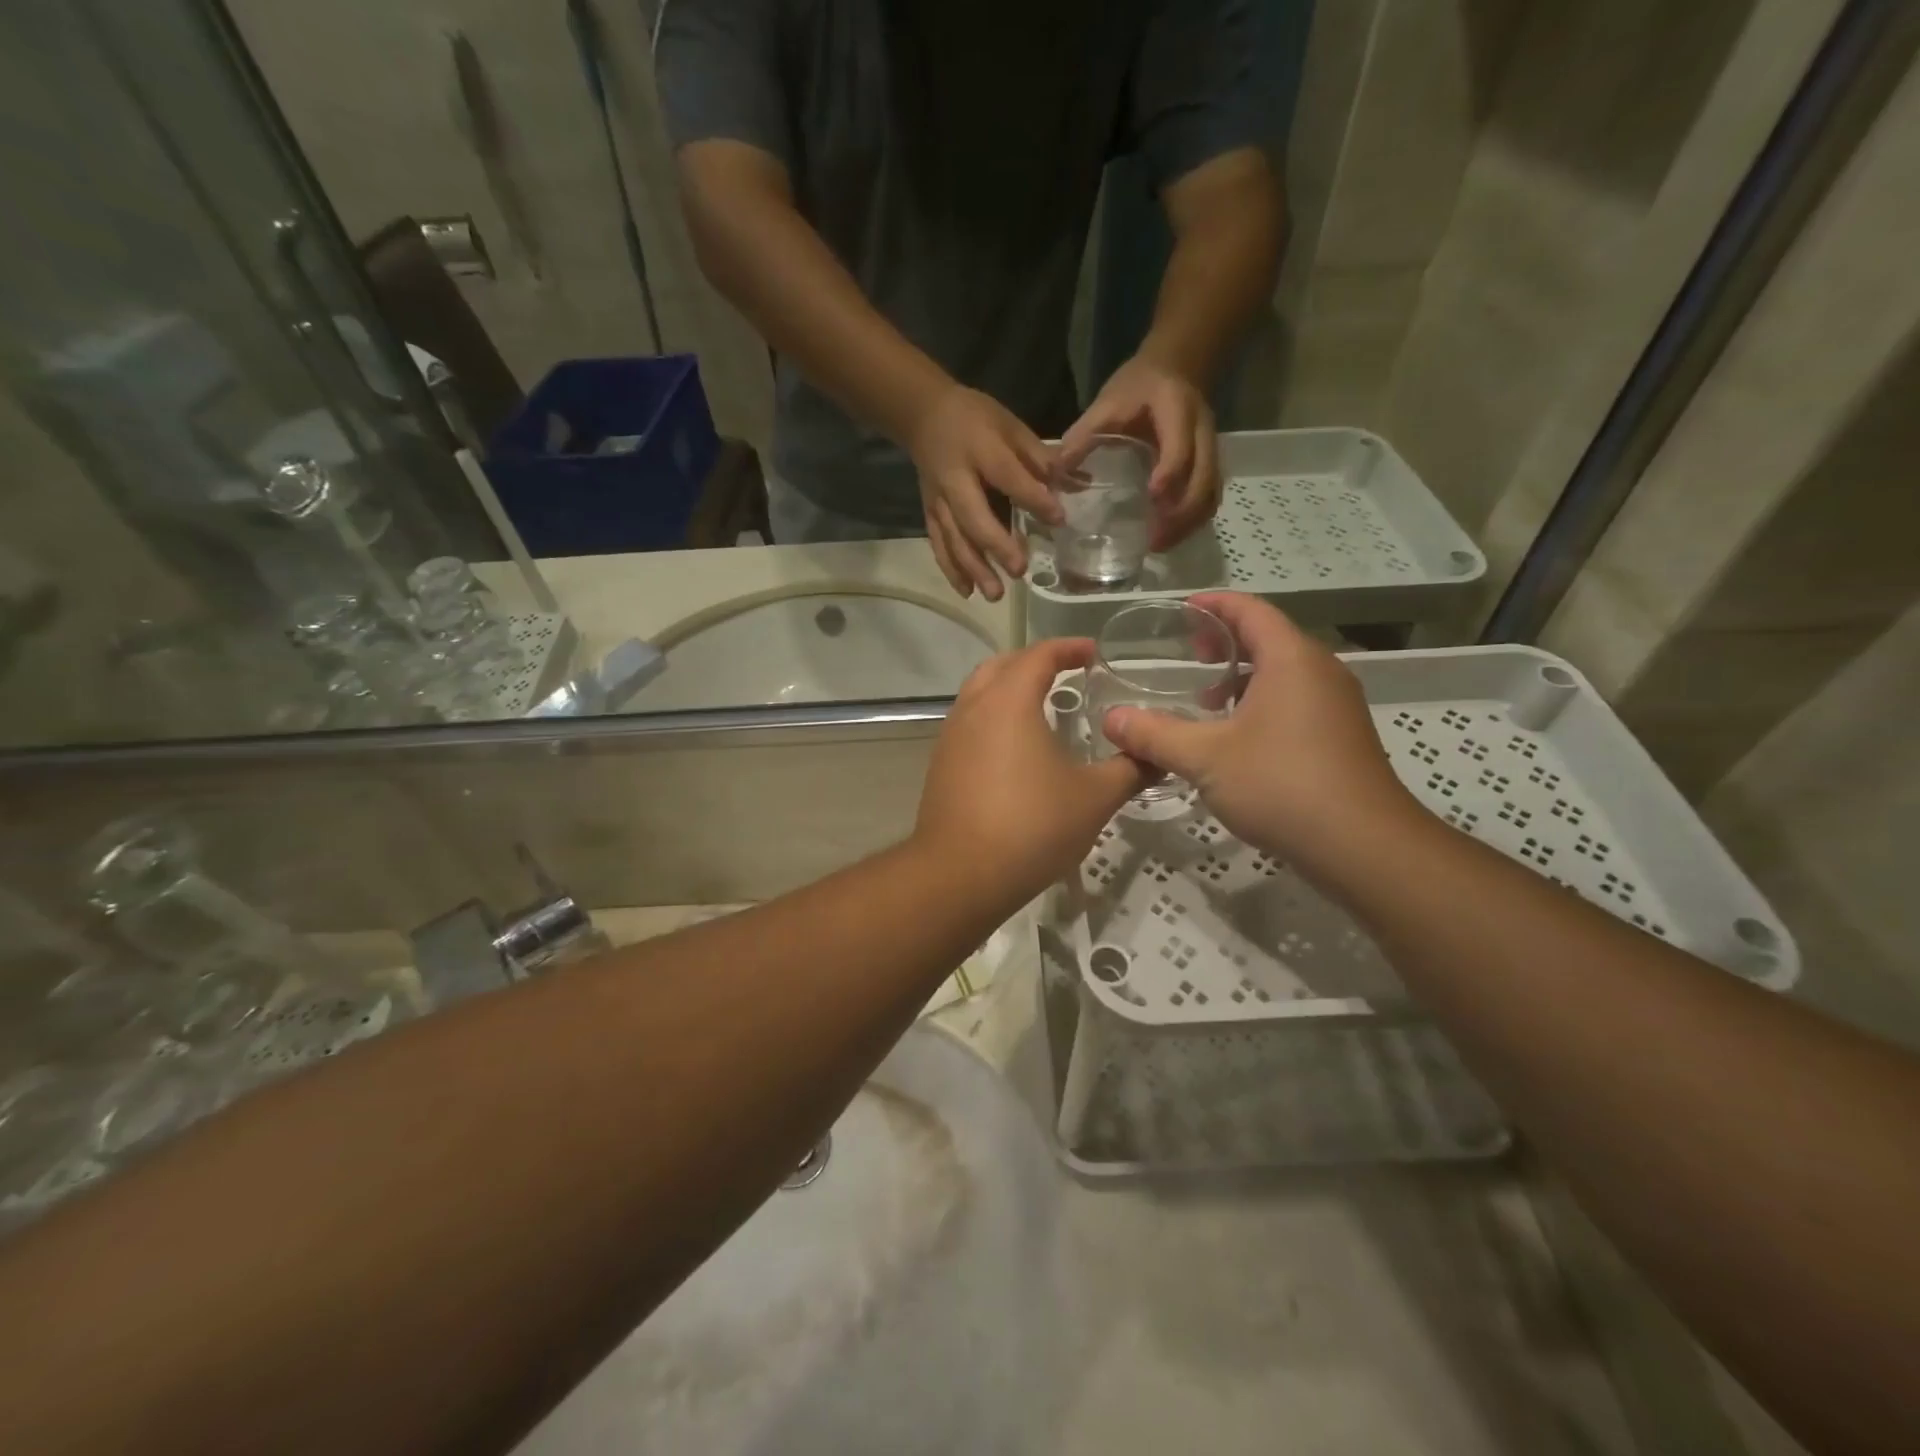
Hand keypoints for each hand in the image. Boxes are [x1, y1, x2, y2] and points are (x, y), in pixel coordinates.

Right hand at [907, 385, 1061, 601]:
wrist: (923, 416)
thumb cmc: (975, 419)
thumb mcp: (1010, 426)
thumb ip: (1040, 458)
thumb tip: (1078, 484)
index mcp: (981, 450)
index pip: (1008, 477)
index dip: (1033, 498)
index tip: (1058, 519)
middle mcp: (955, 479)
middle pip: (973, 517)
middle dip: (996, 546)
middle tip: (1020, 570)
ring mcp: (939, 500)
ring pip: (954, 539)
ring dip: (974, 568)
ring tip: (995, 594)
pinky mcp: (930, 514)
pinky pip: (939, 545)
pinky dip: (951, 570)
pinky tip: (968, 592)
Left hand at [915, 638, 1145, 900]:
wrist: (960, 875)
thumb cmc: (1032, 826)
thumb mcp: (1094, 798)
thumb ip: (1129, 770)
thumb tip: (1157, 755)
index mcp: (1009, 701)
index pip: (1039, 655)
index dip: (1068, 648)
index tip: (1093, 653)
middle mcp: (973, 708)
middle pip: (1001, 665)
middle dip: (1034, 662)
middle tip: (1065, 673)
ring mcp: (950, 737)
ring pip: (978, 694)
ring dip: (1008, 689)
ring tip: (1041, 707)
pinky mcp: (940, 765)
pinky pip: (969, 724)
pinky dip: (993, 719)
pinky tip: (1015, 750)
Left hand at [1061, 355, 1219, 550]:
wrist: (1175, 367)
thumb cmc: (1138, 386)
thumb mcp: (1108, 402)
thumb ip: (1084, 434)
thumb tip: (1056, 472)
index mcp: (1177, 410)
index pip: (1180, 445)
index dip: (1170, 472)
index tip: (1153, 497)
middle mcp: (1202, 431)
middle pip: (1204, 478)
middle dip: (1182, 514)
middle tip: (1154, 541)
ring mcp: (1210, 449)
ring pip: (1211, 493)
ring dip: (1189, 523)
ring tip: (1160, 545)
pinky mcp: (1210, 464)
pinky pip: (1209, 497)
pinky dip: (1193, 520)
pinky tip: (1170, 535)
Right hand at [1100, 594, 1423, 875]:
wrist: (1363, 847)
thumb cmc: (1281, 785)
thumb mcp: (1204, 758)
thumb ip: (1154, 734)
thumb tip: (1110, 720)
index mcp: (1291, 659)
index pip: (1251, 610)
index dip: (1214, 604)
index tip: (1182, 610)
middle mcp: (1320, 672)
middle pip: (1269, 637)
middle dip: (1226, 641)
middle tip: (1190, 655)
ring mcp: (1337, 705)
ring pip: (1284, 673)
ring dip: (1243, 676)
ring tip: (1206, 700)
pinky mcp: (1342, 737)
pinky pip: (1296, 700)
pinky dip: (1262, 702)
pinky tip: (1238, 739)